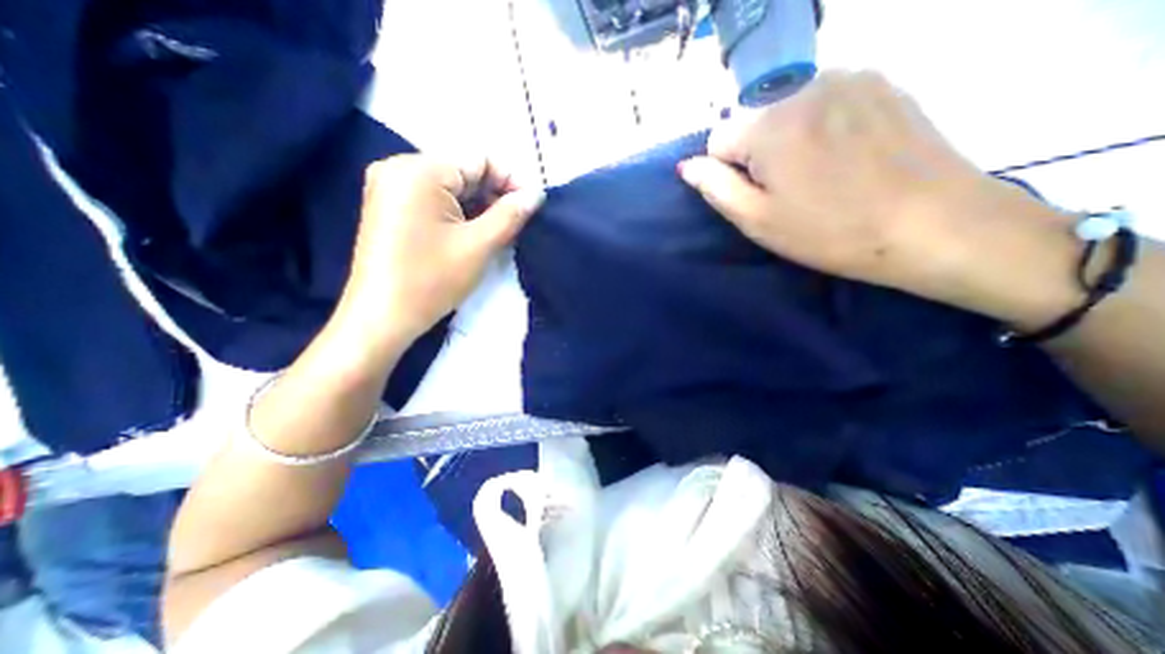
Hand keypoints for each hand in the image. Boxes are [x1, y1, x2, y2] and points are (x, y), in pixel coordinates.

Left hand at [341, 153, 542, 345]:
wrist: (382, 317)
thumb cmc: (432, 280)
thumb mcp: (479, 245)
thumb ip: (511, 215)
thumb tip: (536, 195)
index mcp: (419, 170)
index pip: (479, 160)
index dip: (511, 181)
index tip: (532, 207)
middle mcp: (399, 168)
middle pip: (463, 172)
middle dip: (494, 196)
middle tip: (518, 223)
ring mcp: (390, 187)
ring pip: (450, 188)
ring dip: (479, 206)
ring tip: (499, 231)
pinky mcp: (389, 206)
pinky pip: (433, 199)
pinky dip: (458, 213)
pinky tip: (473, 233)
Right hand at [686, 68, 1082, 331]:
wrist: (933, 224)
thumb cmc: (830, 231)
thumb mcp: (758, 220)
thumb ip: (716, 188)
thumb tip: (687, 166)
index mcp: (769, 126)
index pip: (717, 138)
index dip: (728, 171)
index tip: (756, 194)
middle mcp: (804, 88)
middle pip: (753, 122)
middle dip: (758, 153)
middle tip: (789, 189)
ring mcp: (848, 78)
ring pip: (787, 111)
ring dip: (790, 139)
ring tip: (821, 173)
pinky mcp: (881, 82)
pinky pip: (825, 102)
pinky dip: (822, 125)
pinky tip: (847, 154)